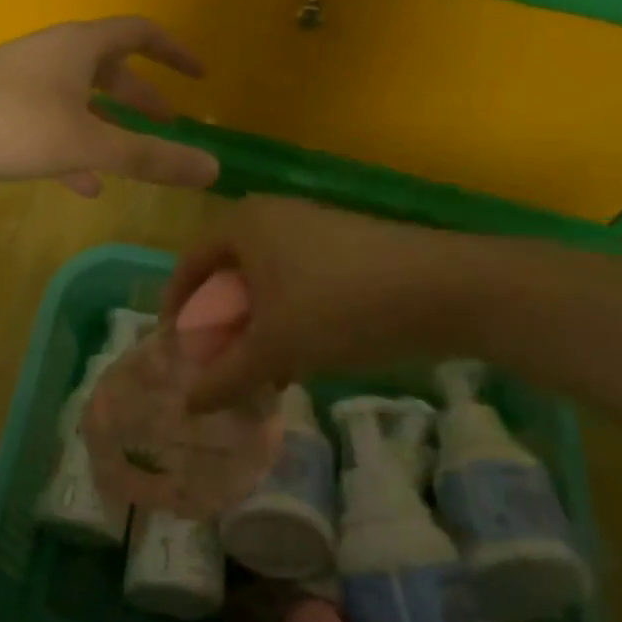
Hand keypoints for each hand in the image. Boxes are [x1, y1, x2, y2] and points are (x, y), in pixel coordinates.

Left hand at [0, 18, 219, 194]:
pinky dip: (74, 149)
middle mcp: (54, 56)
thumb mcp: (87, 144)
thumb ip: (149, 158)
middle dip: (142, 97)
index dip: (174, 51)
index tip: (199, 76)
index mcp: (80, 47)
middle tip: (170, 124)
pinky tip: (84, 184)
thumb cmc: (10, 123)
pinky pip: (50, 126)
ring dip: (109, 127)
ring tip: (134, 161)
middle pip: (110, 69)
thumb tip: (213, 169)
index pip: (141, 32)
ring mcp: (24, 82)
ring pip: (79, 101)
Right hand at [162, 196, 479, 409]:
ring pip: (267, 282)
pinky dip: (289, 317)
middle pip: (229, 274)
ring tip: (262, 370)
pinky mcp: (347, 247)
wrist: (444, 288)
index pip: (190, 263)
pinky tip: (303, 357)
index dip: (177, 307)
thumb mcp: (275, 347)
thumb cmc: (339, 305)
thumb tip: (188, 405)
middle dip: (221, 323)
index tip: (176, 348)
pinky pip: (299, 282)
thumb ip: (226, 377)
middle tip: (219, 362)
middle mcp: (273, 215)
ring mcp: (314, 227)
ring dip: (257, 326)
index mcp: (244, 223)